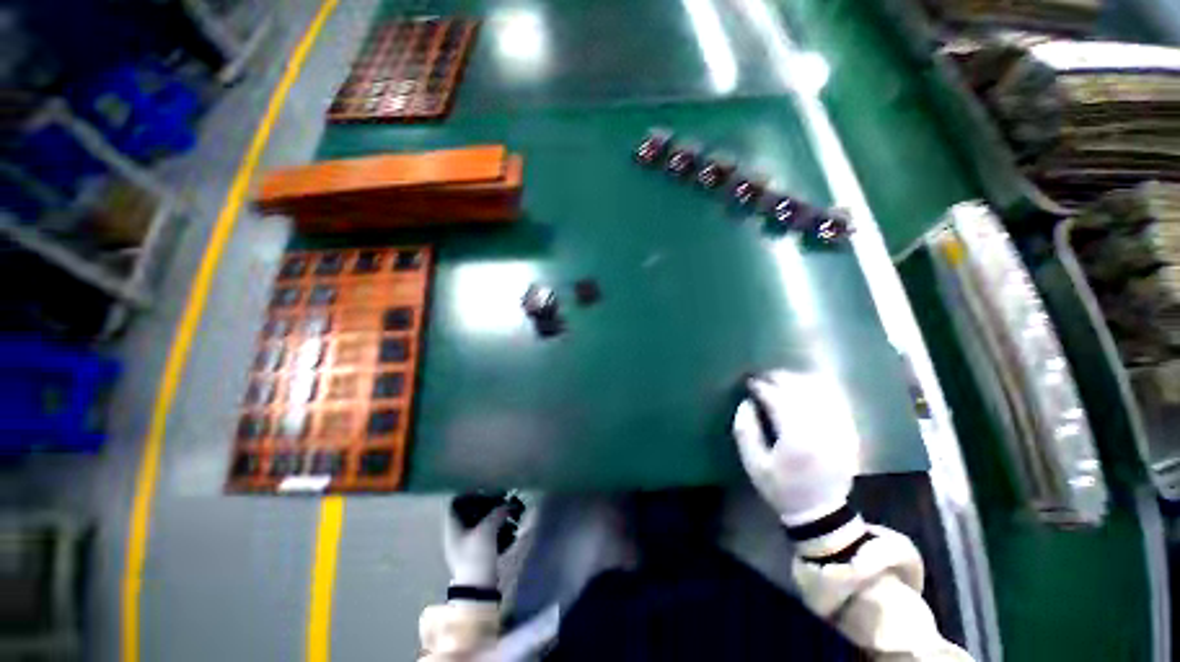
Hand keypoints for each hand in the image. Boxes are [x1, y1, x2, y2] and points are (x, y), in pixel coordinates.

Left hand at [444, 493, 510, 588]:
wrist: (478, 588)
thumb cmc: (476, 556)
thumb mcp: (487, 530)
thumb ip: (498, 513)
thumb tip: (508, 504)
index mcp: (452, 527)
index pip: (454, 503)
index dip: (467, 493)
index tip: (483, 488)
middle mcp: (455, 534)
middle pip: (467, 512)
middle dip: (483, 503)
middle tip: (498, 497)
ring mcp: (465, 544)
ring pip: (477, 522)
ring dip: (491, 514)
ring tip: (505, 509)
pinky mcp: (475, 552)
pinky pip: (483, 532)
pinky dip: (493, 526)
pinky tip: (505, 524)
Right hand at [733, 369, 859, 526]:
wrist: (820, 511)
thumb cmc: (781, 488)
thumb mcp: (753, 464)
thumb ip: (745, 430)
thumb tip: (747, 402)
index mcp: (796, 439)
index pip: (777, 400)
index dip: (762, 387)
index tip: (750, 382)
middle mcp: (822, 429)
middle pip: (800, 391)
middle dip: (780, 378)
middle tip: (764, 376)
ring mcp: (840, 430)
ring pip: (821, 391)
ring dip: (799, 380)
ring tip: (782, 379)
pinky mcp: (849, 432)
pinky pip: (836, 401)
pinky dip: (820, 389)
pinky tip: (805, 387)